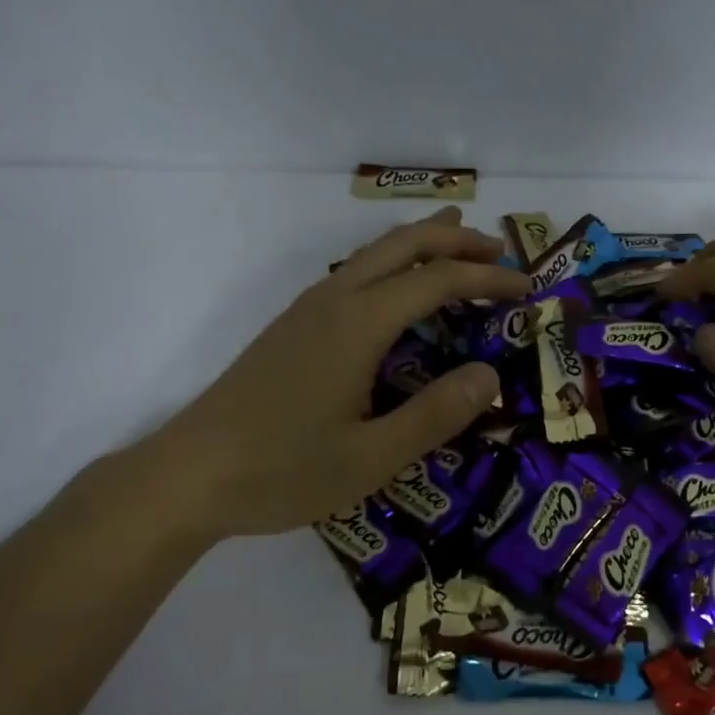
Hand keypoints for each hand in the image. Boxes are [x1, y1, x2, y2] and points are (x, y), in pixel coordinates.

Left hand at [105, 207, 528, 539]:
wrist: (188, 476)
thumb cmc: (282, 470)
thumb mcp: (371, 458)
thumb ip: (435, 415)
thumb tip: (490, 375)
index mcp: (359, 323)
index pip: (436, 280)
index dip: (486, 277)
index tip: (526, 286)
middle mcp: (335, 300)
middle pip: (404, 245)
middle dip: (455, 239)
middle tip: (500, 249)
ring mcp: (308, 309)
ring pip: (375, 252)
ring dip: (422, 243)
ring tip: (457, 242)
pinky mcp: (293, 325)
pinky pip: (356, 271)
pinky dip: (394, 263)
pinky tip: (398, 289)